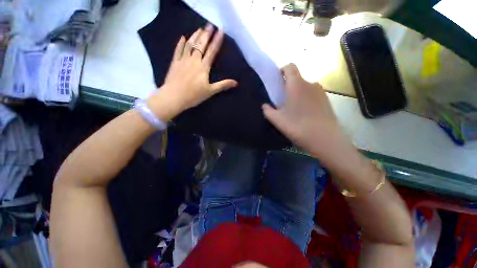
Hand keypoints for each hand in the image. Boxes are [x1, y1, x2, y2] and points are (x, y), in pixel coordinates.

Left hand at [147, 24, 237, 119]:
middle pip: (200, 45)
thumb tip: (236, 83)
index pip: (212, 51)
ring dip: (195, 36)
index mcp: (203, 67)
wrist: (174, 97)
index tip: (220, 31)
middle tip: (210, 25)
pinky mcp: (175, 62)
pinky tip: (183, 37)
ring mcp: (183, 60)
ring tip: (199, 28)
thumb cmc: (194, 95)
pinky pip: (178, 50)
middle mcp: (194, 60)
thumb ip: (223, 85)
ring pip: (189, 45)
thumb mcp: (211, 91)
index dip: (217, 41)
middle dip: (206, 34)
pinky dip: (181, 43)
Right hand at [262, 64, 353, 163]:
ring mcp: (321, 92)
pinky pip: (313, 95)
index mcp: (297, 84)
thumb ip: (267, 110)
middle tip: (283, 100)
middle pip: (297, 78)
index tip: (277, 81)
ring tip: (294, 109)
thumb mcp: (277, 120)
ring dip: (298, 94)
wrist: (325, 139)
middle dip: (288, 86)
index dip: (282, 70)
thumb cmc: (297, 126)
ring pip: (305, 88)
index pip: (290, 66)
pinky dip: (306, 100)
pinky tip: (305, 114)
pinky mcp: (327, 101)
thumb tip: (265, 106)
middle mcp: (310, 83)